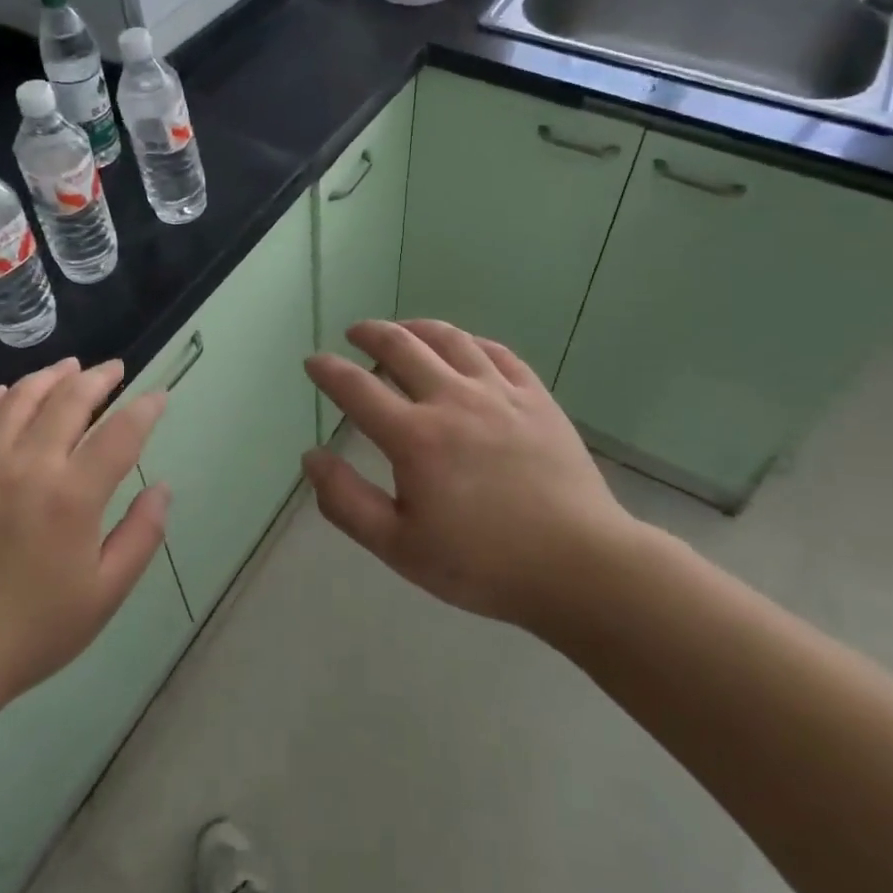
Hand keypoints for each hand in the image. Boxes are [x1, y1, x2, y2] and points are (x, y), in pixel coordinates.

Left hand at [0, 358, 169, 746]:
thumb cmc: (32, 630)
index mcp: (73, 495)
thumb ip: (141, 535)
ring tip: (69, 369)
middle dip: (99, 378)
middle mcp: (28, 464)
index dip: (145, 407)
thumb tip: (162, 488)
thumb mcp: (105, 594)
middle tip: (115, 370)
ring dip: (50, 376)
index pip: (121, 431)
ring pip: (20, 397)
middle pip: (70, 398)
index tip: (159, 394)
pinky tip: (6, 394)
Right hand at [302, 320, 638, 630]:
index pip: (356, 388)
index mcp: (414, 437)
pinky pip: (497, 352)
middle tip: (355, 332)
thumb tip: (312, 457)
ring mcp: (499, 392)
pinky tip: (464, 346)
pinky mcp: (536, 397)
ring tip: (403, 329)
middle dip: (371, 333)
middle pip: (402, 347)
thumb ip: (347, 501)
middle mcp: (452, 400)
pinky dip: (470, 341)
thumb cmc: (483, 564)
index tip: (313, 362)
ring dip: (417, 328)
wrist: (579, 565)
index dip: (328, 370)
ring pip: (450, 339)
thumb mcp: (399, 548)